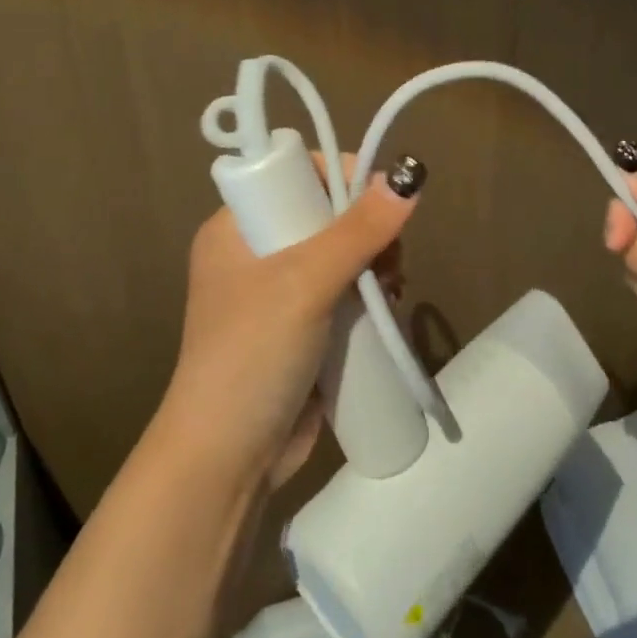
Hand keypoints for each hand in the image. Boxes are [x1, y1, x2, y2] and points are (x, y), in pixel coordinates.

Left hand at [161, 157, 421, 491]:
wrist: (228, 462)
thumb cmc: (252, 355)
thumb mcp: (305, 282)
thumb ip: (358, 230)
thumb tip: (408, 176)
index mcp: (237, 227)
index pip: (295, 174)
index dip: (341, 178)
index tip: (381, 203)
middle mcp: (256, 252)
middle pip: (327, 214)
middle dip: (368, 231)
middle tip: (390, 261)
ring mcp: (279, 294)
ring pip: (343, 255)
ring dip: (375, 266)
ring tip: (392, 290)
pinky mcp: (302, 329)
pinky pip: (346, 293)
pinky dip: (370, 295)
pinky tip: (388, 308)